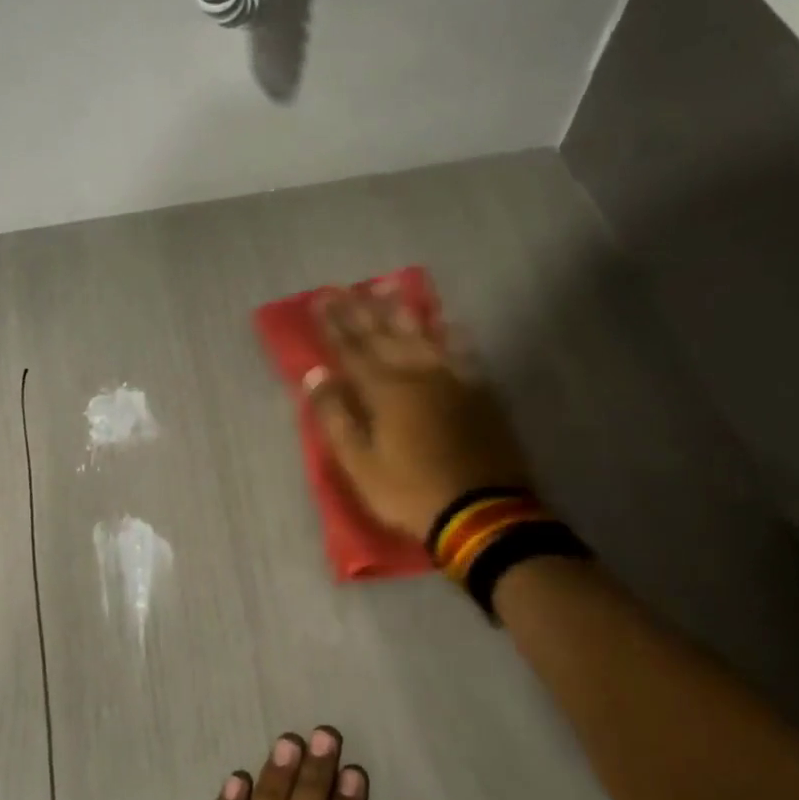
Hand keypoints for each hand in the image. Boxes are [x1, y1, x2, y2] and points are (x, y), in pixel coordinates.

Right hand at [308, 285, 532, 539]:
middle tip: (345, 287)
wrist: (483, 512)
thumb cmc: (410, 492)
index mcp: (385, 392)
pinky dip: (450, 334)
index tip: (320, 298)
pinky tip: (446, 322)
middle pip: (384, 335)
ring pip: (422, 335)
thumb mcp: (360, 464)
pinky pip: (462, 352)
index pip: (352, 349)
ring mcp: (453, 380)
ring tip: (386, 287)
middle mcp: (418, 374)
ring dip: (401, 311)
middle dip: (360, 310)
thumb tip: (316, 375)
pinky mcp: (479, 392)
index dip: (334, 324)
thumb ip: (337, 417)